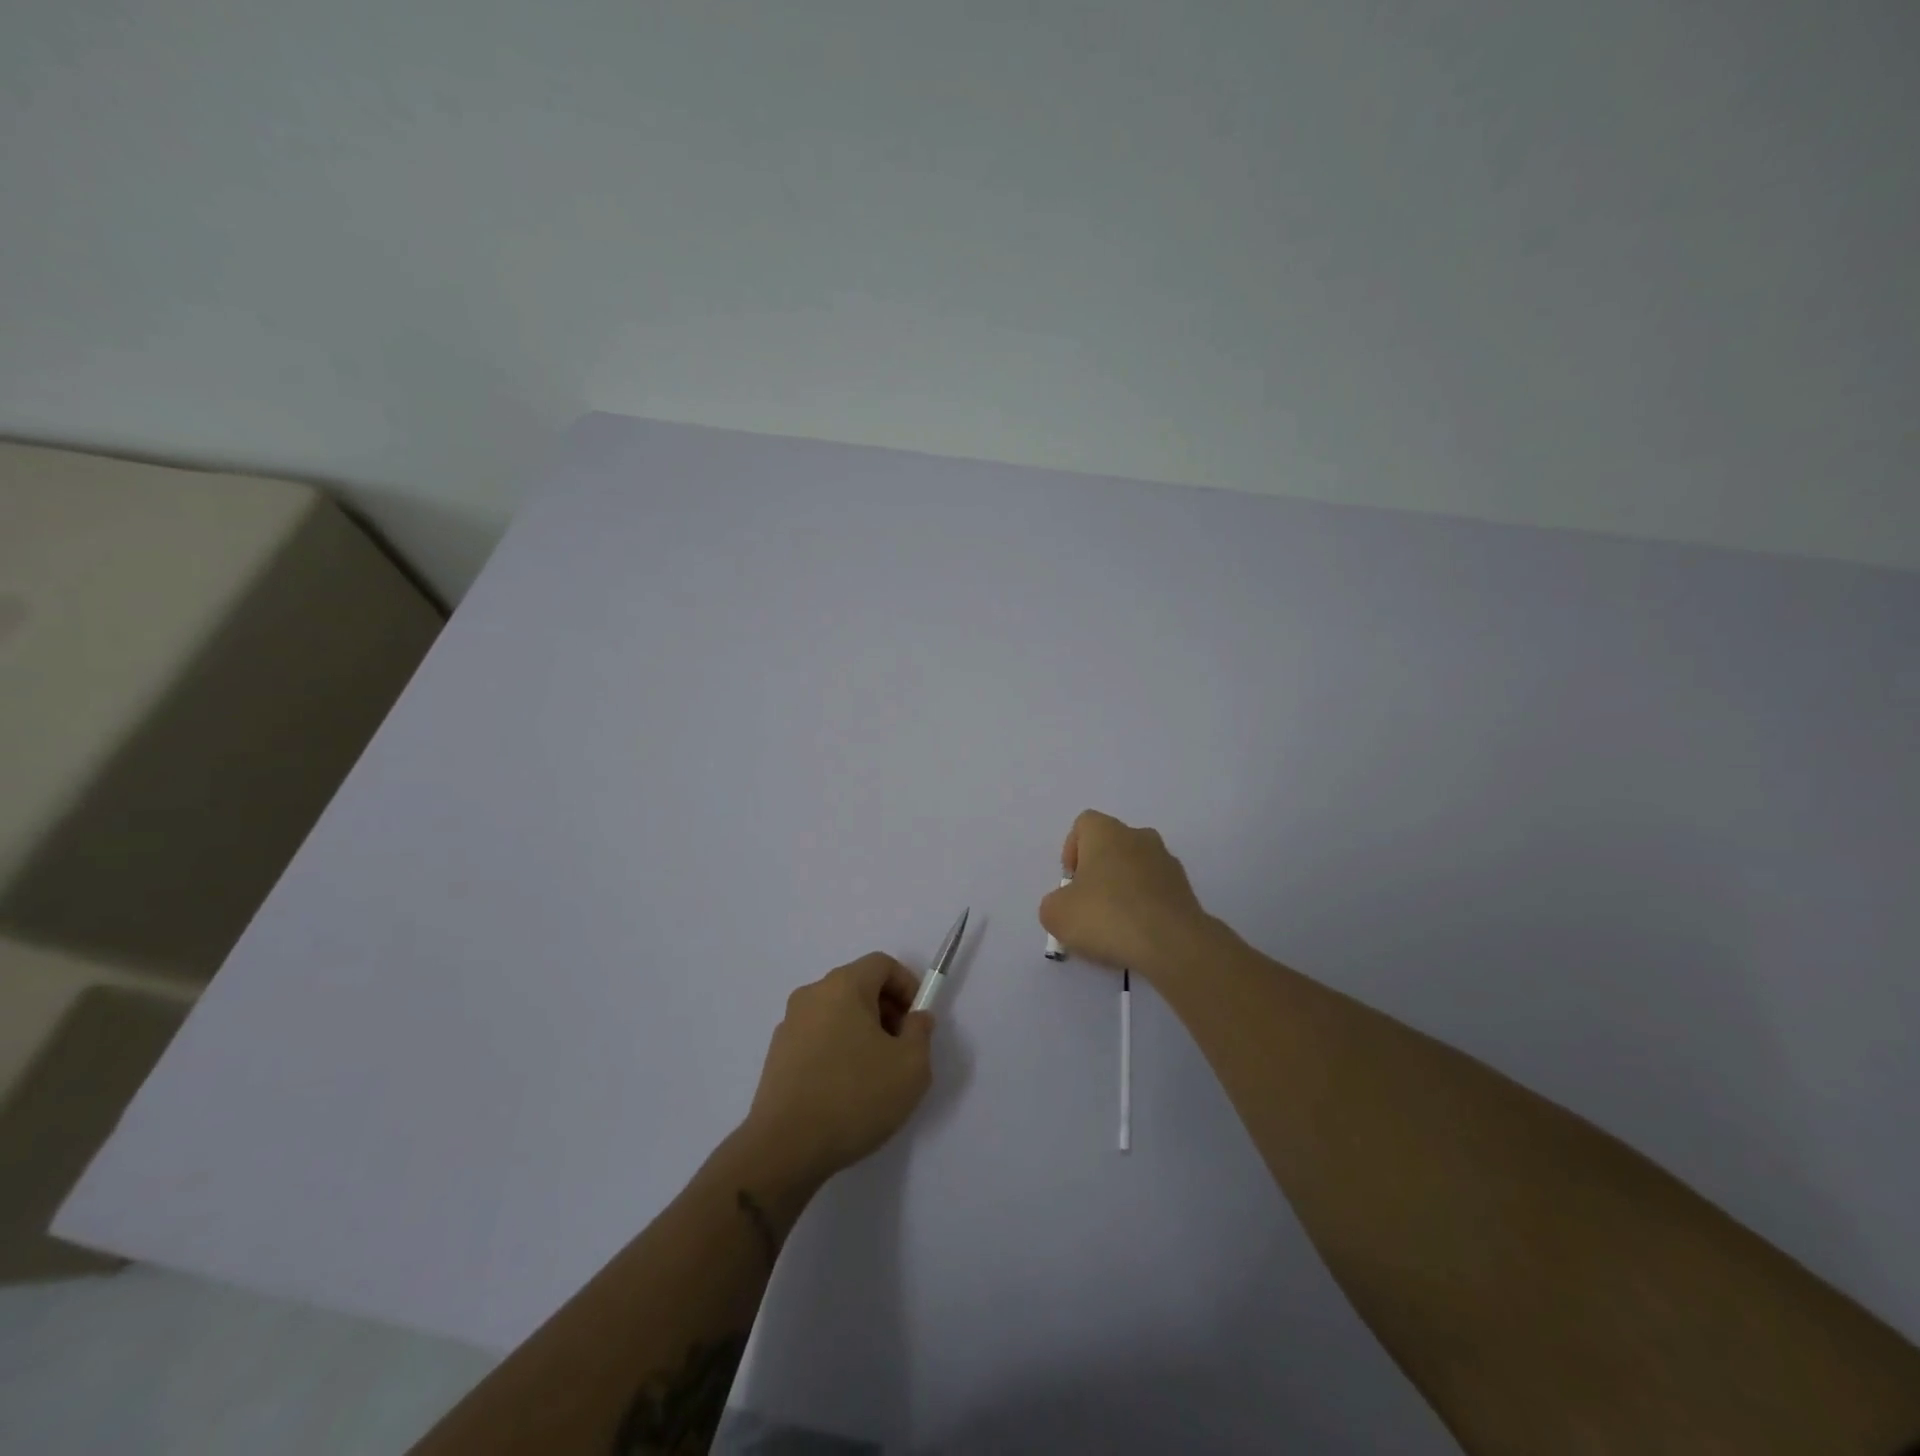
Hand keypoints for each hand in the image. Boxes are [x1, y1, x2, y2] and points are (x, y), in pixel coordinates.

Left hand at [742, 954, 934, 1183]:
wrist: (785, 1148)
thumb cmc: (855, 1097)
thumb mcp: (911, 1066)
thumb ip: (920, 1032)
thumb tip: (915, 1018)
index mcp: (843, 986)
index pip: (881, 964)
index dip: (907, 985)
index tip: (917, 1020)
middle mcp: (812, 995)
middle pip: (858, 986)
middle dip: (886, 1010)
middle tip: (901, 1048)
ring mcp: (789, 1025)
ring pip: (837, 1013)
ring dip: (861, 1031)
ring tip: (875, 1074)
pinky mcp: (776, 1055)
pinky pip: (817, 1037)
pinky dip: (837, 1049)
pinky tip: (845, 1090)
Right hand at [1039, 810, 1212, 979]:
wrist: (1171, 944)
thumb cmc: (1107, 916)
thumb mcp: (1056, 914)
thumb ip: (1054, 903)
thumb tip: (1066, 905)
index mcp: (1107, 832)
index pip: (1084, 824)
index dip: (1072, 850)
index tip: (1071, 883)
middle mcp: (1139, 837)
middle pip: (1112, 846)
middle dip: (1098, 872)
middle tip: (1089, 906)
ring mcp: (1167, 862)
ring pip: (1136, 868)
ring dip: (1124, 889)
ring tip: (1115, 927)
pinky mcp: (1186, 890)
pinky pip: (1156, 891)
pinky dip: (1145, 907)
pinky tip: (1138, 935)